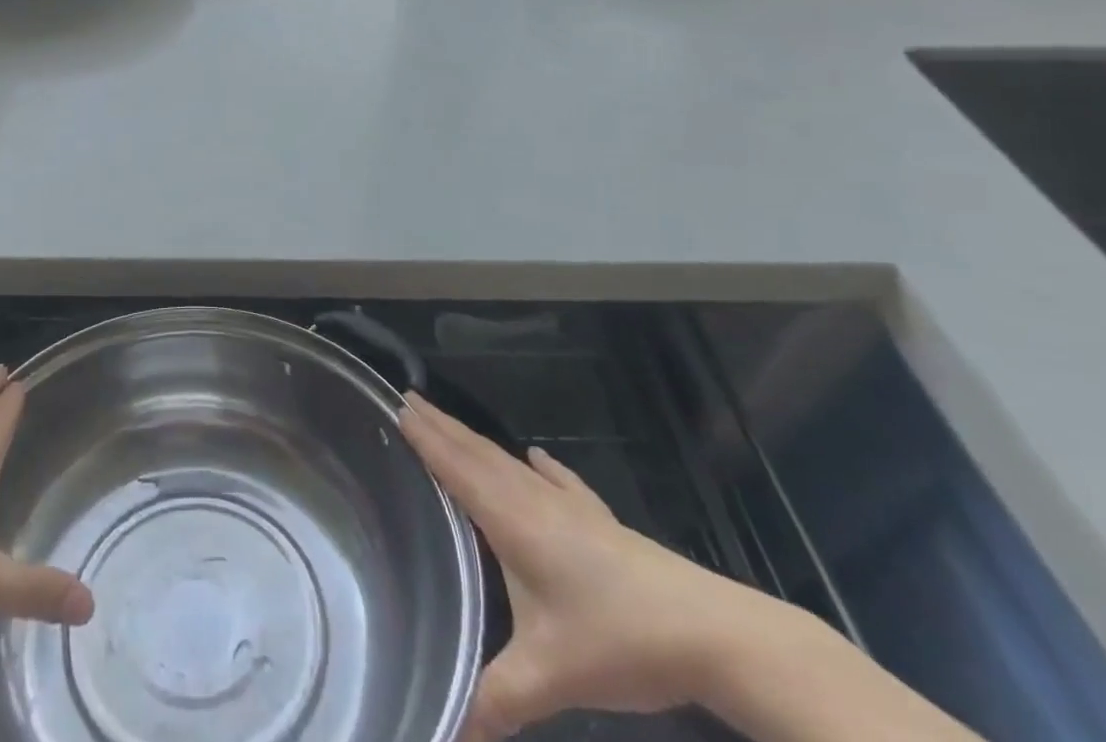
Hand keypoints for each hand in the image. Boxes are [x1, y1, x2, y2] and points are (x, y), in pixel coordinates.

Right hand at [400, 393, 792, 740]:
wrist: (709, 632)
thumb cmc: (618, 640)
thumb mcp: (551, 677)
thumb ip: (496, 700)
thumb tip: (448, 730)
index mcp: (512, 521)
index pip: (456, 467)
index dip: (426, 437)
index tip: (396, 403)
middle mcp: (533, 501)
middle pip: (477, 453)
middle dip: (441, 426)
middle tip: (409, 398)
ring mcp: (570, 508)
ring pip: (509, 462)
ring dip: (475, 439)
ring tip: (450, 421)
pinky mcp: (601, 522)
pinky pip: (559, 482)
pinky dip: (542, 467)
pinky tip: (538, 457)